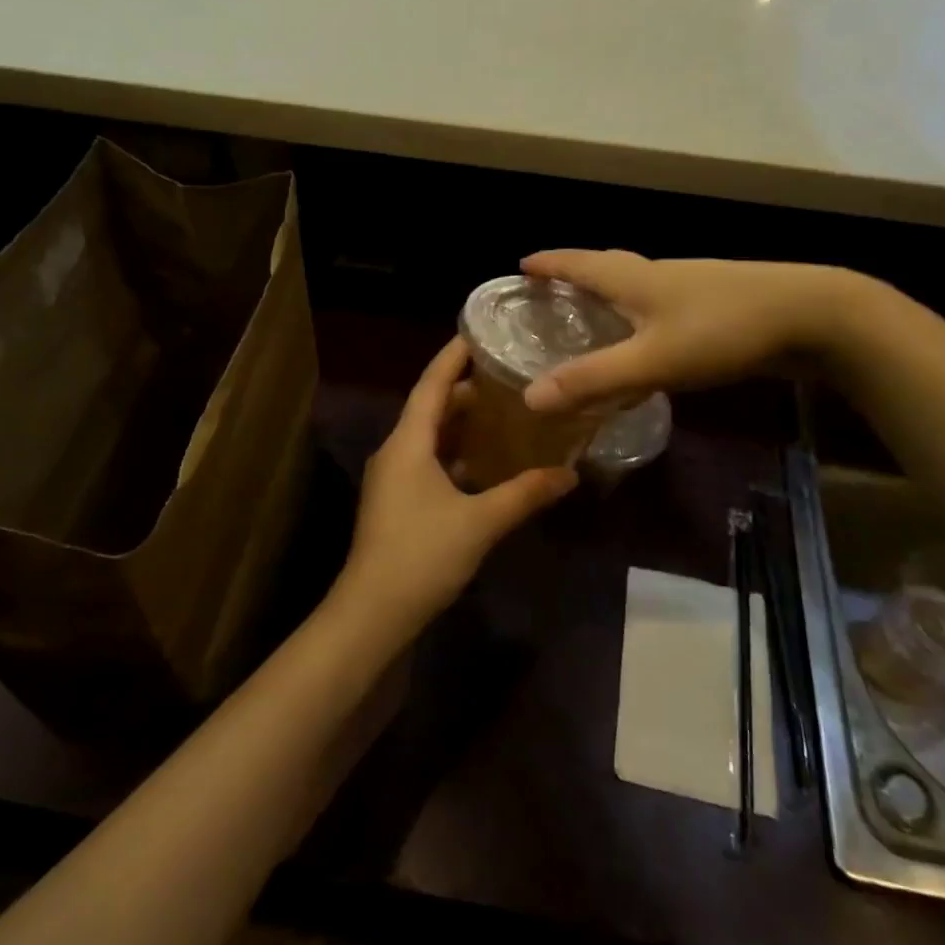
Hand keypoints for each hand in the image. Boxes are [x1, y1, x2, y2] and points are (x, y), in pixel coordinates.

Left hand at [337, 337, 578, 638]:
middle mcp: (396, 452)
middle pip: (430, 407)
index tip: (477, 331)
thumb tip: (571, 474)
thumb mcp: (480, 522)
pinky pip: (428, 461)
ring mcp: (393, 479)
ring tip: (502, 410)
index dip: (453, 356)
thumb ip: (525, 494)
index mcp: (408, 443)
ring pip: (429, 436)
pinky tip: (485, 462)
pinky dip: (455, 453)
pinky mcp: (398, 502)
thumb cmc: (421, 555)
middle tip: (506, 373)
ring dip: (460, 422)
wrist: (372, 613)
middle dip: (464, 389)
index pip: (431, 384)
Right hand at [519, 250, 867, 414]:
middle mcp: (660, 274)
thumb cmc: (724, 329)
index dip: (550, 263)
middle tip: (551, 290)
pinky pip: (662, 303)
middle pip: (608, 266)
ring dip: (609, 292)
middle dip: (576, 273)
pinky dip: (640, 313)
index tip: (522, 263)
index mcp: (636, 279)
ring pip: (638, 284)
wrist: (814, 315)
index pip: (580, 262)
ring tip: (592, 314)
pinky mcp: (718, 303)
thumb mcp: (652, 359)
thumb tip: (530, 397)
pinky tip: (649, 336)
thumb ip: (593, 379)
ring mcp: (693, 286)